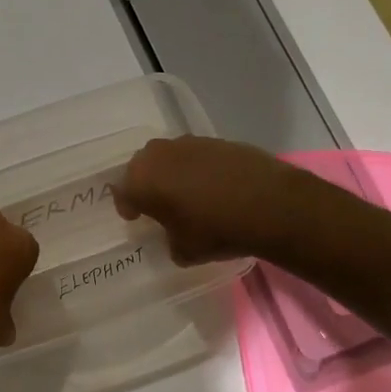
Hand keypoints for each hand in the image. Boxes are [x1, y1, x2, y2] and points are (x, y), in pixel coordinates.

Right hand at [114, 136, 305, 264]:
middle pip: (142, 168)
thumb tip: (175, 236)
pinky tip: (213, 187)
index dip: (127, 206)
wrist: (269, 204)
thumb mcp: (184, 251)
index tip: (136, 217)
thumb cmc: (215, 230)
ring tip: (187, 194)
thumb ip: (170, 240)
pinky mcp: (216, 140)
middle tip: (157, 203)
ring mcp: (189, 143)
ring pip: (169, 158)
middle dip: (146, 184)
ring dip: (172, 173)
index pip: (122, 191)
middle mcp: (158, 155)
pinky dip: (198, 168)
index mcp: (141, 180)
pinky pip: (195, 155)